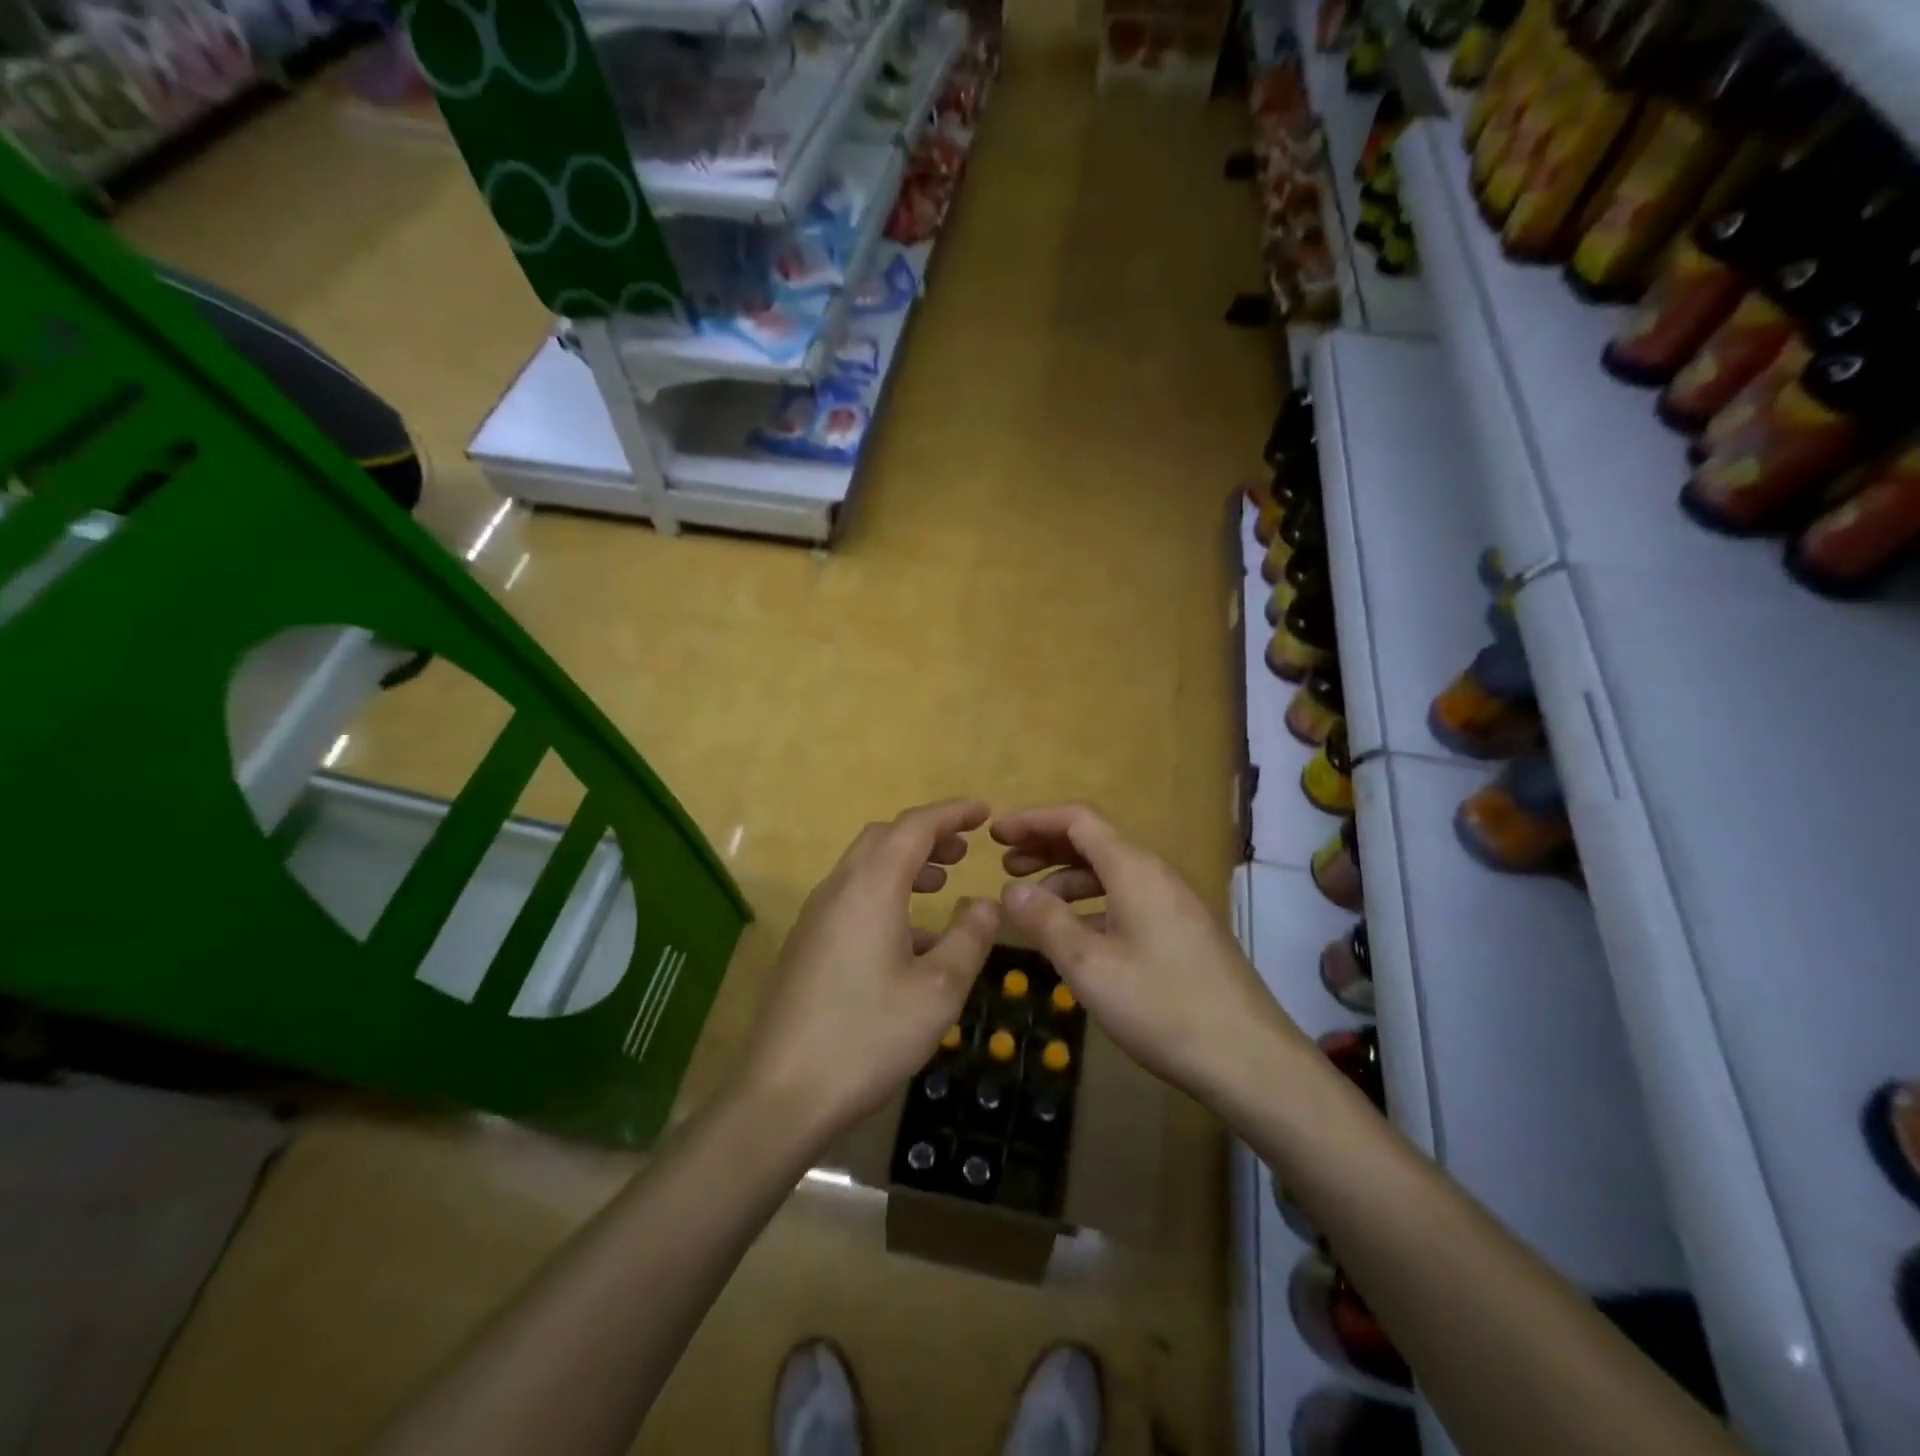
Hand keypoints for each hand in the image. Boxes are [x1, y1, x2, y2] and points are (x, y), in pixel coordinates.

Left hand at [737, 800, 1001, 1141]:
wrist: (781, 1094)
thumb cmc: (868, 1036)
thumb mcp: (938, 991)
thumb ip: (968, 939)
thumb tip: (986, 903)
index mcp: (870, 888)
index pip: (914, 826)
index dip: (951, 813)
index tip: (983, 811)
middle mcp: (838, 890)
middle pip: (884, 838)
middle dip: (926, 835)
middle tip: (964, 850)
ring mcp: (815, 917)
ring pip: (864, 868)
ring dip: (904, 864)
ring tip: (941, 884)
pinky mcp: (805, 944)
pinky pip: (851, 898)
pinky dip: (884, 894)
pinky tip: (909, 938)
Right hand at [993, 803, 1310, 1104]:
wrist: (1251, 1059)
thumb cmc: (1162, 1006)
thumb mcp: (1090, 967)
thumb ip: (1046, 922)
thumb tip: (1011, 890)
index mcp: (1134, 869)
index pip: (1077, 820)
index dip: (1033, 820)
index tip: (995, 834)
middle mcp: (1156, 875)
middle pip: (1094, 842)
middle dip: (1046, 847)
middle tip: (1005, 865)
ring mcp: (1174, 904)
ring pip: (1111, 873)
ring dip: (1067, 879)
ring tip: (1032, 903)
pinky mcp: (1183, 932)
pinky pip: (1127, 899)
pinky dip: (1092, 905)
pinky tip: (1076, 936)